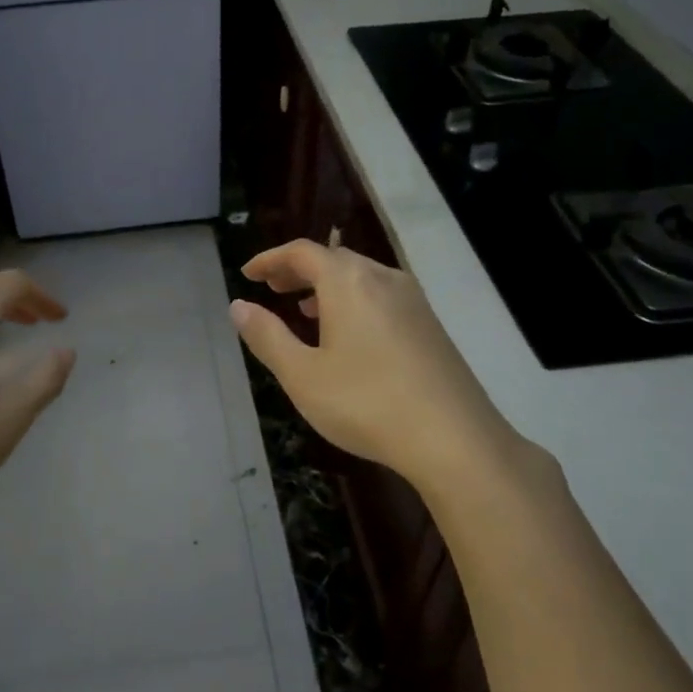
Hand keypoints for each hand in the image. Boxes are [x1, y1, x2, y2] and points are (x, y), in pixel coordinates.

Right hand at [231, 240, 554, 502]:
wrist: (454, 439)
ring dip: (326, 286)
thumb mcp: (302, 375)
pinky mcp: (430, 324)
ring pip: (360, 277)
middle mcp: (382, 278)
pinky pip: (381, 296)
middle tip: (272, 288)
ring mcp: (412, 300)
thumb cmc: (366, 403)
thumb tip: (238, 306)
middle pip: (333, 258)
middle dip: (298, 271)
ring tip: (304, 310)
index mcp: (348, 281)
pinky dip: (353, 301)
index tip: (248, 273)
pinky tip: (348, 334)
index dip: (270, 259)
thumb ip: (267, 336)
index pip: (301, 252)